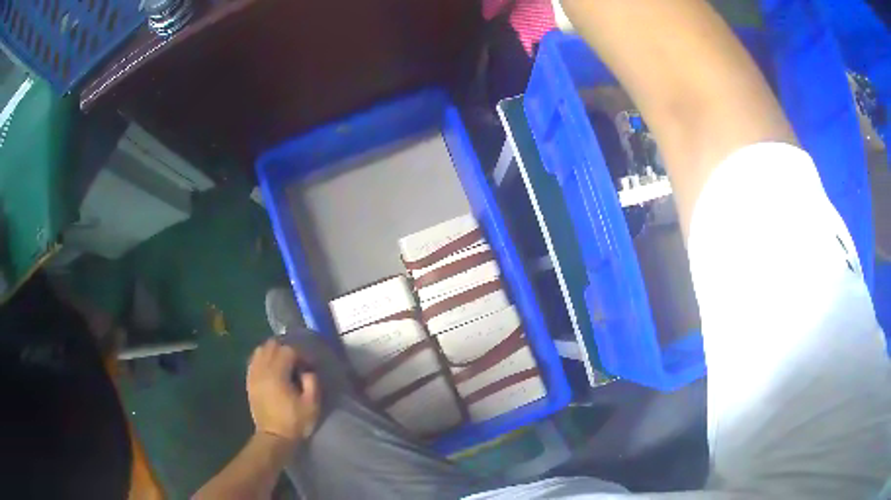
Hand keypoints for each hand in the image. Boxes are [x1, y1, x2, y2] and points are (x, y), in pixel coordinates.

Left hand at [246, 339, 319, 443]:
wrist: (274, 437)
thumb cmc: (295, 422)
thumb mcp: (312, 404)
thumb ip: (312, 382)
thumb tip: (307, 370)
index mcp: (277, 374)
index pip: (288, 350)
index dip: (301, 355)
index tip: (309, 366)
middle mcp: (262, 370)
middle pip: (272, 345)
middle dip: (286, 350)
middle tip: (297, 362)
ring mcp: (253, 375)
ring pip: (260, 350)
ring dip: (273, 353)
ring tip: (284, 364)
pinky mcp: (249, 381)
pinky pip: (253, 361)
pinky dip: (263, 359)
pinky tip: (272, 369)